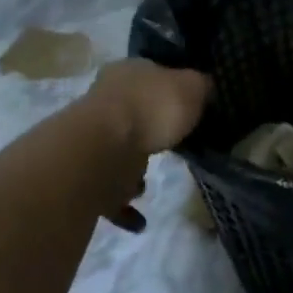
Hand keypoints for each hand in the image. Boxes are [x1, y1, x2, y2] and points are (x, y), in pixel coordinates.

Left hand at [80, 60, 211, 231]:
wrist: (103, 151)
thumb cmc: (152, 108)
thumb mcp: (192, 87)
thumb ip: (201, 87)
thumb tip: (205, 88)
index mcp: (128, 73)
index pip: (151, 74)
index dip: (170, 86)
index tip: (187, 103)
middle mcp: (105, 100)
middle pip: (133, 112)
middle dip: (150, 128)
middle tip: (174, 142)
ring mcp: (92, 139)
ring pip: (118, 151)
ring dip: (133, 168)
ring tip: (153, 181)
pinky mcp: (87, 176)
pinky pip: (110, 192)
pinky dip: (125, 208)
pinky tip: (142, 219)